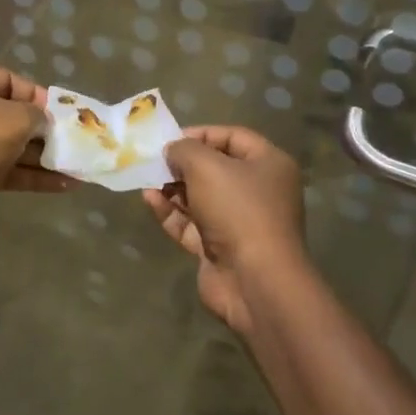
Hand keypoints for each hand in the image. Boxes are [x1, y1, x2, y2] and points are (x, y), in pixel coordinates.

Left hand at [0, 62, 68, 202]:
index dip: (39, 96)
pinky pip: (3, 169)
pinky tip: (64, 185)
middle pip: (10, 114)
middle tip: (73, 141)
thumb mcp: (16, 117)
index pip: (9, 80)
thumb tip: (42, 121)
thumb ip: (37, 115)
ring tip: (77, 166)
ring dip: (41, 157)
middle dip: (43, 130)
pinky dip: (30, 175)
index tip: (63, 113)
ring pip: (9, 145)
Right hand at [143, 126, 306, 333]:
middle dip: (183, 164)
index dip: (201, 134)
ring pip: (200, 197)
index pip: (233, 137)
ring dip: (173, 188)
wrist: (254, 281)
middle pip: (215, 168)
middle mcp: (258, 191)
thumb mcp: (207, 166)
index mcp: (268, 165)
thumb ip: (184, 150)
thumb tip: (172, 151)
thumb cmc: (238, 210)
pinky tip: (150, 200)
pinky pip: (191, 223)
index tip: (171, 138)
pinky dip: (171, 212)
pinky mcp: (219, 249)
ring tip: (147, 179)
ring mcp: (239, 222)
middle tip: (155, 160)